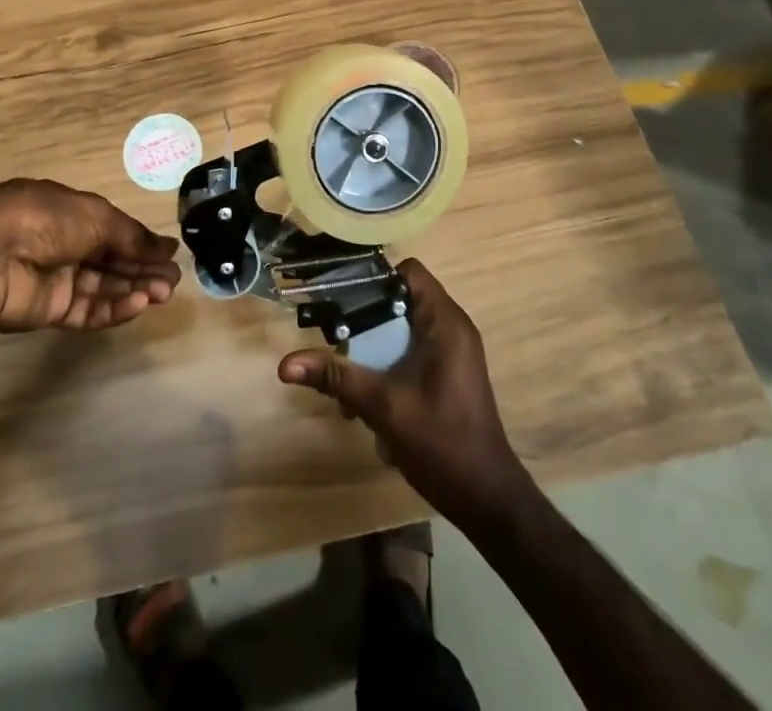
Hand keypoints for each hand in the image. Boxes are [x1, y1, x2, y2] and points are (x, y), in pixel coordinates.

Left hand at [0, 179, 181, 332]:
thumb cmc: (47, 220)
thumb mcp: (97, 216)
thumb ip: (132, 237)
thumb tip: (167, 248)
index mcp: (72, 213)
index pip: (114, 230)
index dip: (142, 243)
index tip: (170, 256)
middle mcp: (66, 244)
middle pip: (112, 260)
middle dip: (143, 269)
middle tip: (173, 280)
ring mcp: (58, 279)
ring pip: (104, 287)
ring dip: (135, 289)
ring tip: (163, 293)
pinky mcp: (51, 311)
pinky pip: (89, 311)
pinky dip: (114, 308)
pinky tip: (138, 303)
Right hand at [278, 259, 528, 523]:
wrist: (487, 501)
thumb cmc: (441, 444)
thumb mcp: (383, 406)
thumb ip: (337, 378)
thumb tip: (285, 364)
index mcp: (445, 323)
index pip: (408, 271)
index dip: (373, 276)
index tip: (339, 293)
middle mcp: (452, 328)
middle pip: (400, 298)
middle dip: (364, 316)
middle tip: (333, 334)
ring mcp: (452, 351)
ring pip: (402, 327)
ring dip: (373, 346)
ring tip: (346, 374)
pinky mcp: (448, 372)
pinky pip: (411, 349)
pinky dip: (388, 362)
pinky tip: (368, 398)